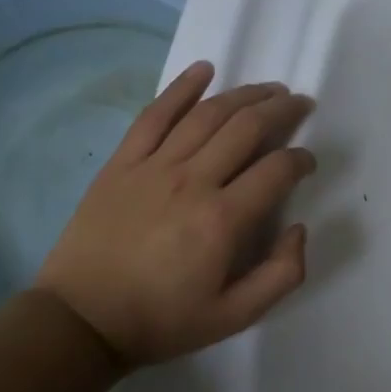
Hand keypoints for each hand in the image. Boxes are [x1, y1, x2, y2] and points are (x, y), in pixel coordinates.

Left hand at [34, 62, 315, 366]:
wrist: (82, 321)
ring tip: (268, 89)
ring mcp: (153, 166)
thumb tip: (299, 228)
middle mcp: (192, 181)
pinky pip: (155, 114)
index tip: (308, 161)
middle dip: (281, 111)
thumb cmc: (163, 321)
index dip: (301, 160)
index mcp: (223, 220)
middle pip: (246, 128)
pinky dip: (181, 88)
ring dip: (244, 94)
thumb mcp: (235, 317)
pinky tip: (204, 70)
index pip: (276, 170)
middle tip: (300, 104)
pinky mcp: (122, 163)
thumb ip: (281, 275)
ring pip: (207, 114)